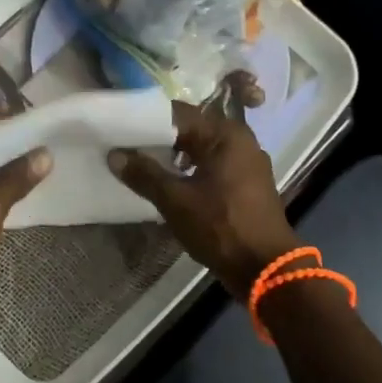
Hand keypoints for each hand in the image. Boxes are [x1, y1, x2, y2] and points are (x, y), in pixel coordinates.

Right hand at [109, 98, 301, 292]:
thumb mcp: (175, 201)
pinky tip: (168, 182)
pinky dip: (190, 169)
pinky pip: (212, 165)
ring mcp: (246, 163)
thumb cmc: (221, 227)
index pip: (178, 113)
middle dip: (158, 138)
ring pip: (201, 149)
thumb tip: (115, 155)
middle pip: (191, 129)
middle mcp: (239, 140)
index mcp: (225, 134)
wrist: (266, 268)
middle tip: (124, 144)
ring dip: (173, 155)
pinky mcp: (246, 184)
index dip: (146, 119)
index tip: (119, 126)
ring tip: (141, 163)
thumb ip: (144, 174)